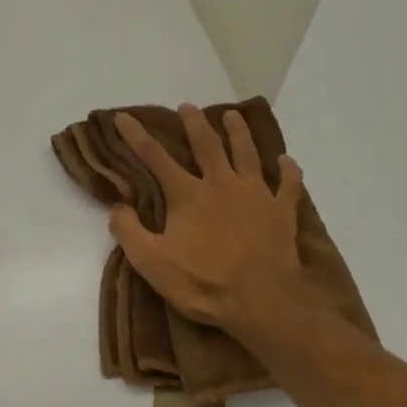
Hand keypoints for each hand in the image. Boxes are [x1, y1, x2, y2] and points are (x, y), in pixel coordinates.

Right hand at [107, 104, 309, 336]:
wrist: (261, 299)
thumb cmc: (203, 282)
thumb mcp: (151, 263)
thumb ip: (129, 232)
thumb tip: (118, 207)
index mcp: (188, 195)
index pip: (155, 158)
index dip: (136, 136)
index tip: (123, 117)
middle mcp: (221, 184)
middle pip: (207, 145)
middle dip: (194, 123)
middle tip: (188, 107)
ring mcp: (256, 194)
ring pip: (247, 153)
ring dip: (239, 132)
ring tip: (234, 116)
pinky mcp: (282, 211)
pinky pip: (288, 184)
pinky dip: (288, 170)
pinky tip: (287, 160)